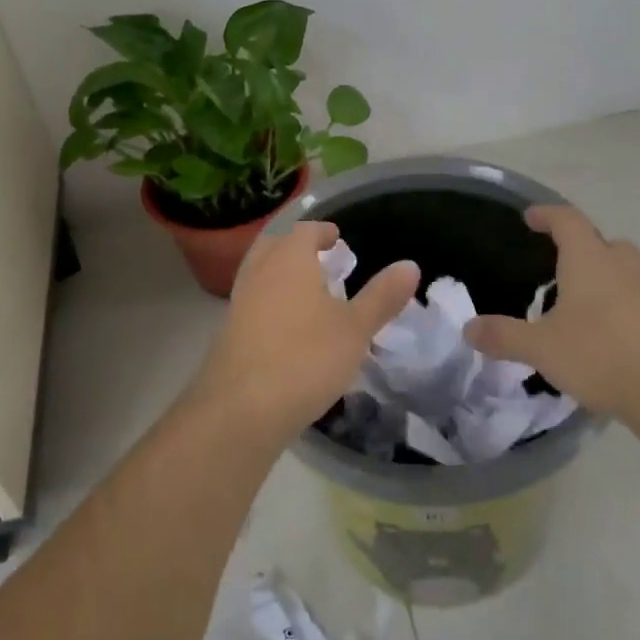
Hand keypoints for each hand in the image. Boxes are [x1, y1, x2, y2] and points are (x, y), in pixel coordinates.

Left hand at [194, 222, 419, 445]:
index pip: (305, 231)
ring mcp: (239, 302)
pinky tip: (287, 328)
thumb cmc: (306, 357)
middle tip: (319, 261)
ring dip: (280, 275)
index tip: (336, 238)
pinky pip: (252, 303)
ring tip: (306, 294)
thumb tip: (410, 265)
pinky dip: (269, 303)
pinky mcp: (229, 332)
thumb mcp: (356, 329)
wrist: (241, 408)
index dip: (322, 232)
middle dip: (296, 248)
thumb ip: (382, 296)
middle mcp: (260, 272)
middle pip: (275, 246)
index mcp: (290, 259)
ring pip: (259, 274)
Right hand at [464, 205, 639, 424]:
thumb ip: (503, 336)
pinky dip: (615, 304)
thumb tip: (468, 328)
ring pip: (620, 270)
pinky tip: (600, 333)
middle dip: (579, 247)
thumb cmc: (600, 353)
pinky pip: (633, 298)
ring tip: (574, 302)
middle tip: (556, 264)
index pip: (567, 220)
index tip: (530, 217)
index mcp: (589, 258)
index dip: (547, 215)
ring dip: (599, 277)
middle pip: (600, 241)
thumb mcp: (540, 348)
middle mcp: (621, 265)